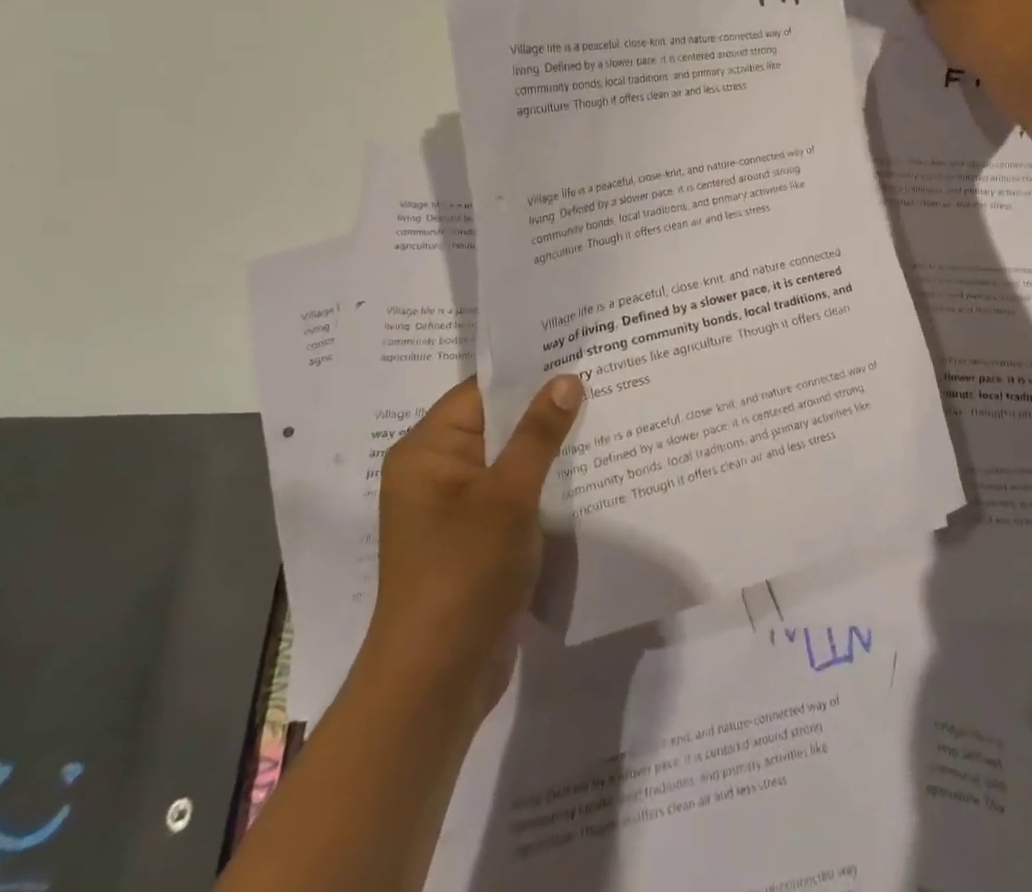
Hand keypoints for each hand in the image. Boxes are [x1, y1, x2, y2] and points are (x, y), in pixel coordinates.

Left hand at [361, 374, 582, 722]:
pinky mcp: (477, 537)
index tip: (576, 353)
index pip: (480, 392)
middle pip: (497, 423)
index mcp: (427, 451)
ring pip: (511, 460)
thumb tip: (566, 380)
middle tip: (601, 379)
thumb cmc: (464, 572)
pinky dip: (544, 482)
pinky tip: (588, 470)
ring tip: (604, 416)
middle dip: (546, 408)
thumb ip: (538, 434)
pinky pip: (514, 493)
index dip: (528, 372)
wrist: (438, 679)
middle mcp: (436, 472)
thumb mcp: (507, 496)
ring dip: (550, 447)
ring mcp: (457, 508)